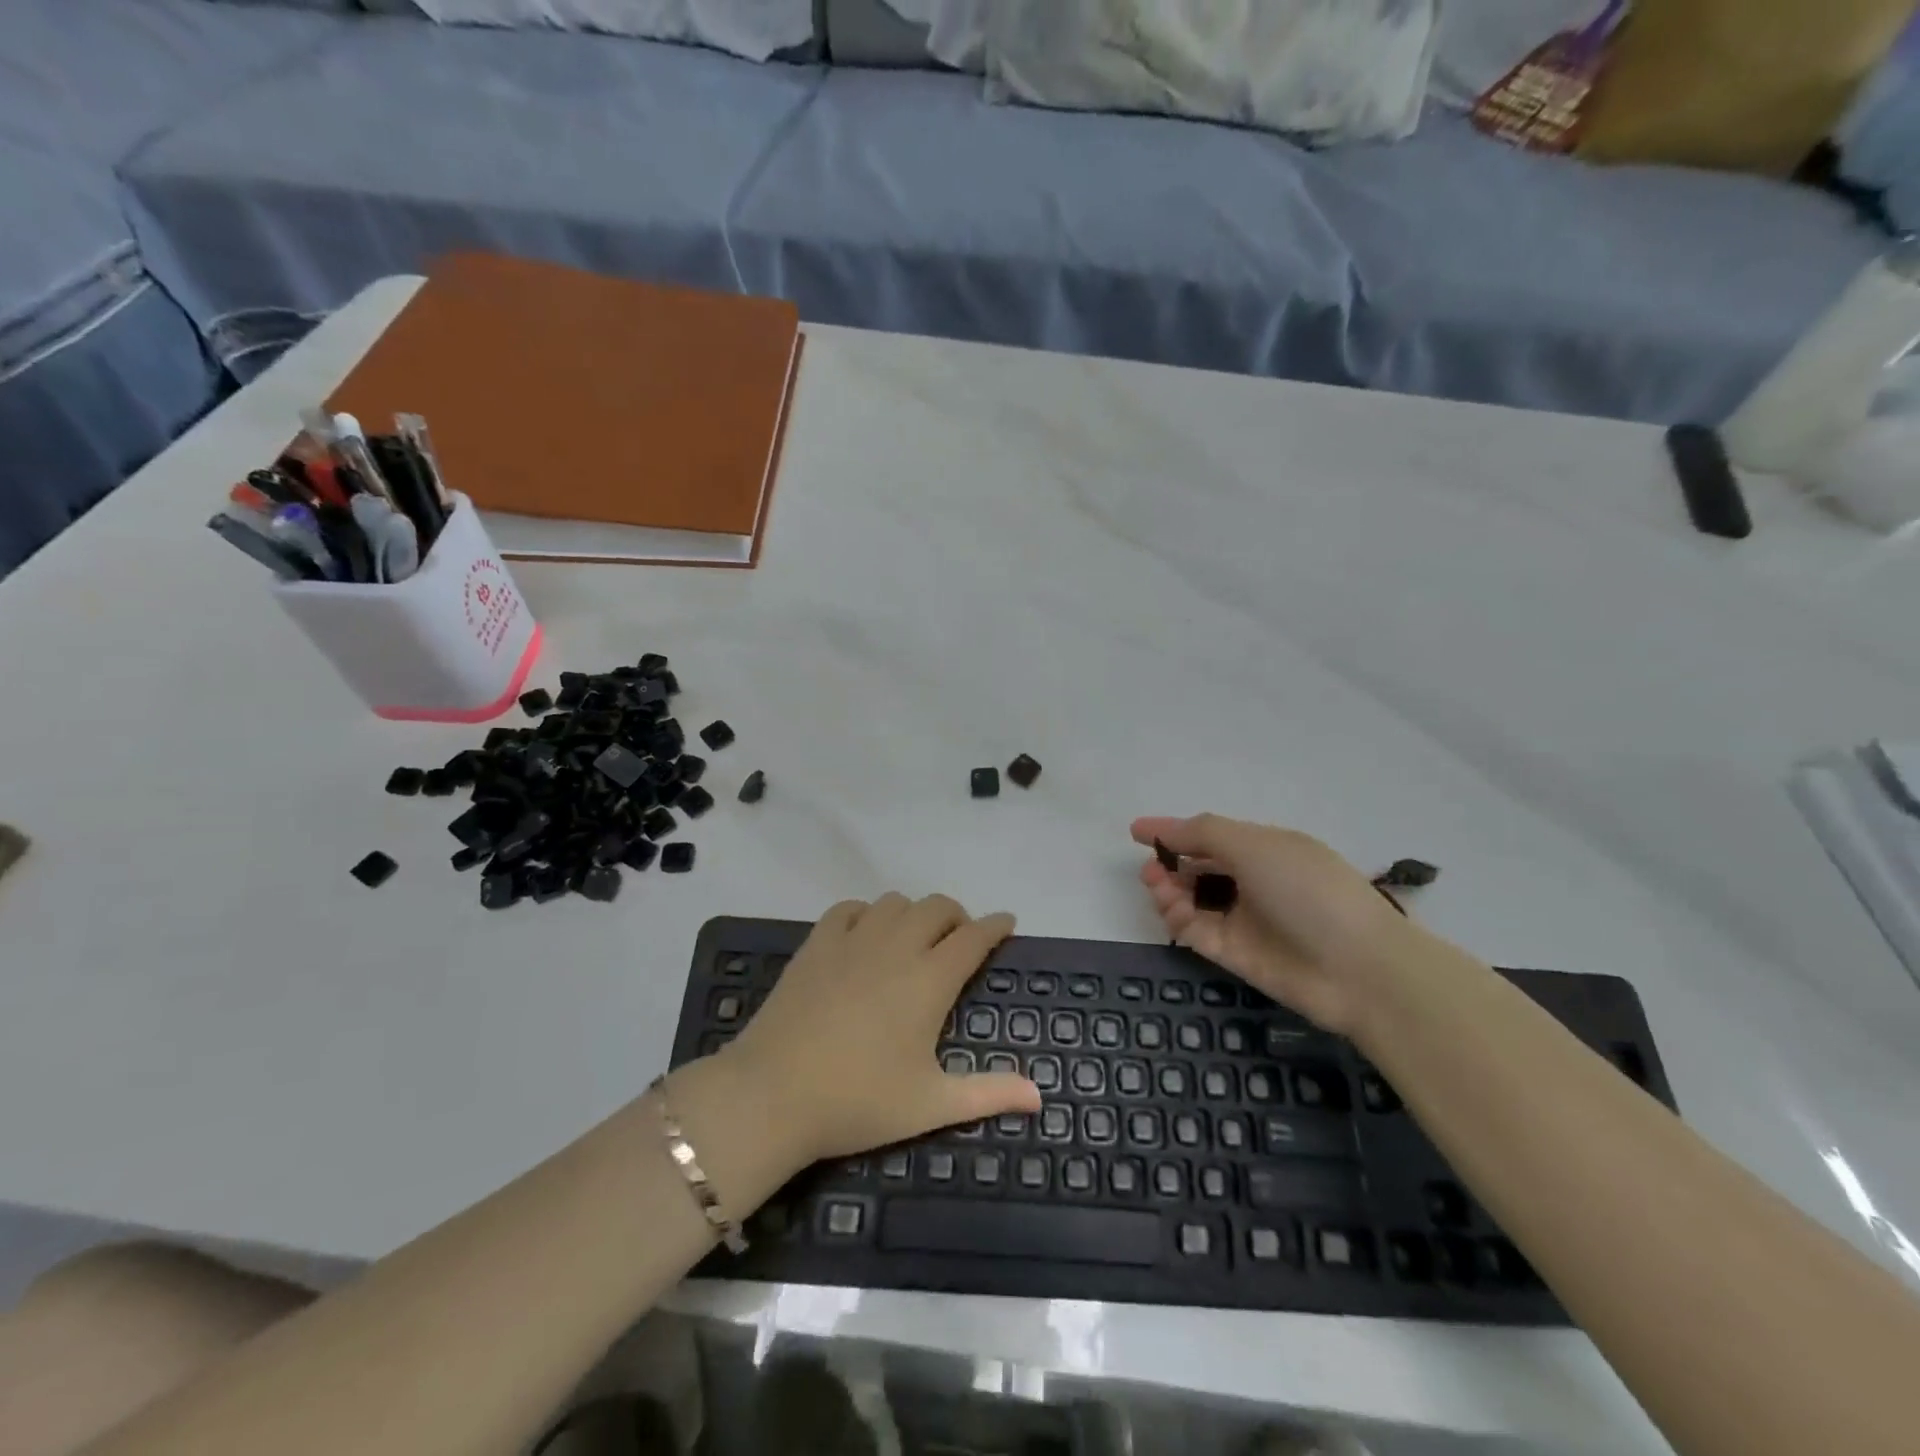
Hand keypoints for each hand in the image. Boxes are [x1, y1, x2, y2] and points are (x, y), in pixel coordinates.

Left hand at [721, 894, 1041, 1162]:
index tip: (1006, 922)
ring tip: (914, 937)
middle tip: (960, 940)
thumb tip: (1040, 1096)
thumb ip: (989, 1094)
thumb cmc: (859, 1100)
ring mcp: (853, 940)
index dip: (995, 925)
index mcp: (930, 980)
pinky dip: (867, 913)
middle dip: (957, 916)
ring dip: (914, 912)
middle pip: (937, 907)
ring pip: (895, 901)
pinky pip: (849, 908)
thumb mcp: (930, 1104)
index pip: (974, 937)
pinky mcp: (817, 943)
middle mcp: (897, 947)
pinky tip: (865, 934)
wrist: (773, 1093)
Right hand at [1131, 815, 1419, 1035]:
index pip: (1211, 835)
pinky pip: (1196, 930)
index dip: (1174, 831)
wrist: (1358, 968)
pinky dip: (1178, 918)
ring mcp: (1244, 919)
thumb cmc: (1308, 890)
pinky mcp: (1236, 954)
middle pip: (1198, 868)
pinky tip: (1173, 910)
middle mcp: (1253, 881)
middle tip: (1151, 869)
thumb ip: (1203, 833)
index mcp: (1265, 849)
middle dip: (1169, 864)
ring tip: (1160, 888)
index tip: (1137, 831)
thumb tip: (1163, 829)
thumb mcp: (1255, 845)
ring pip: (1192, 900)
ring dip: (1169, 890)